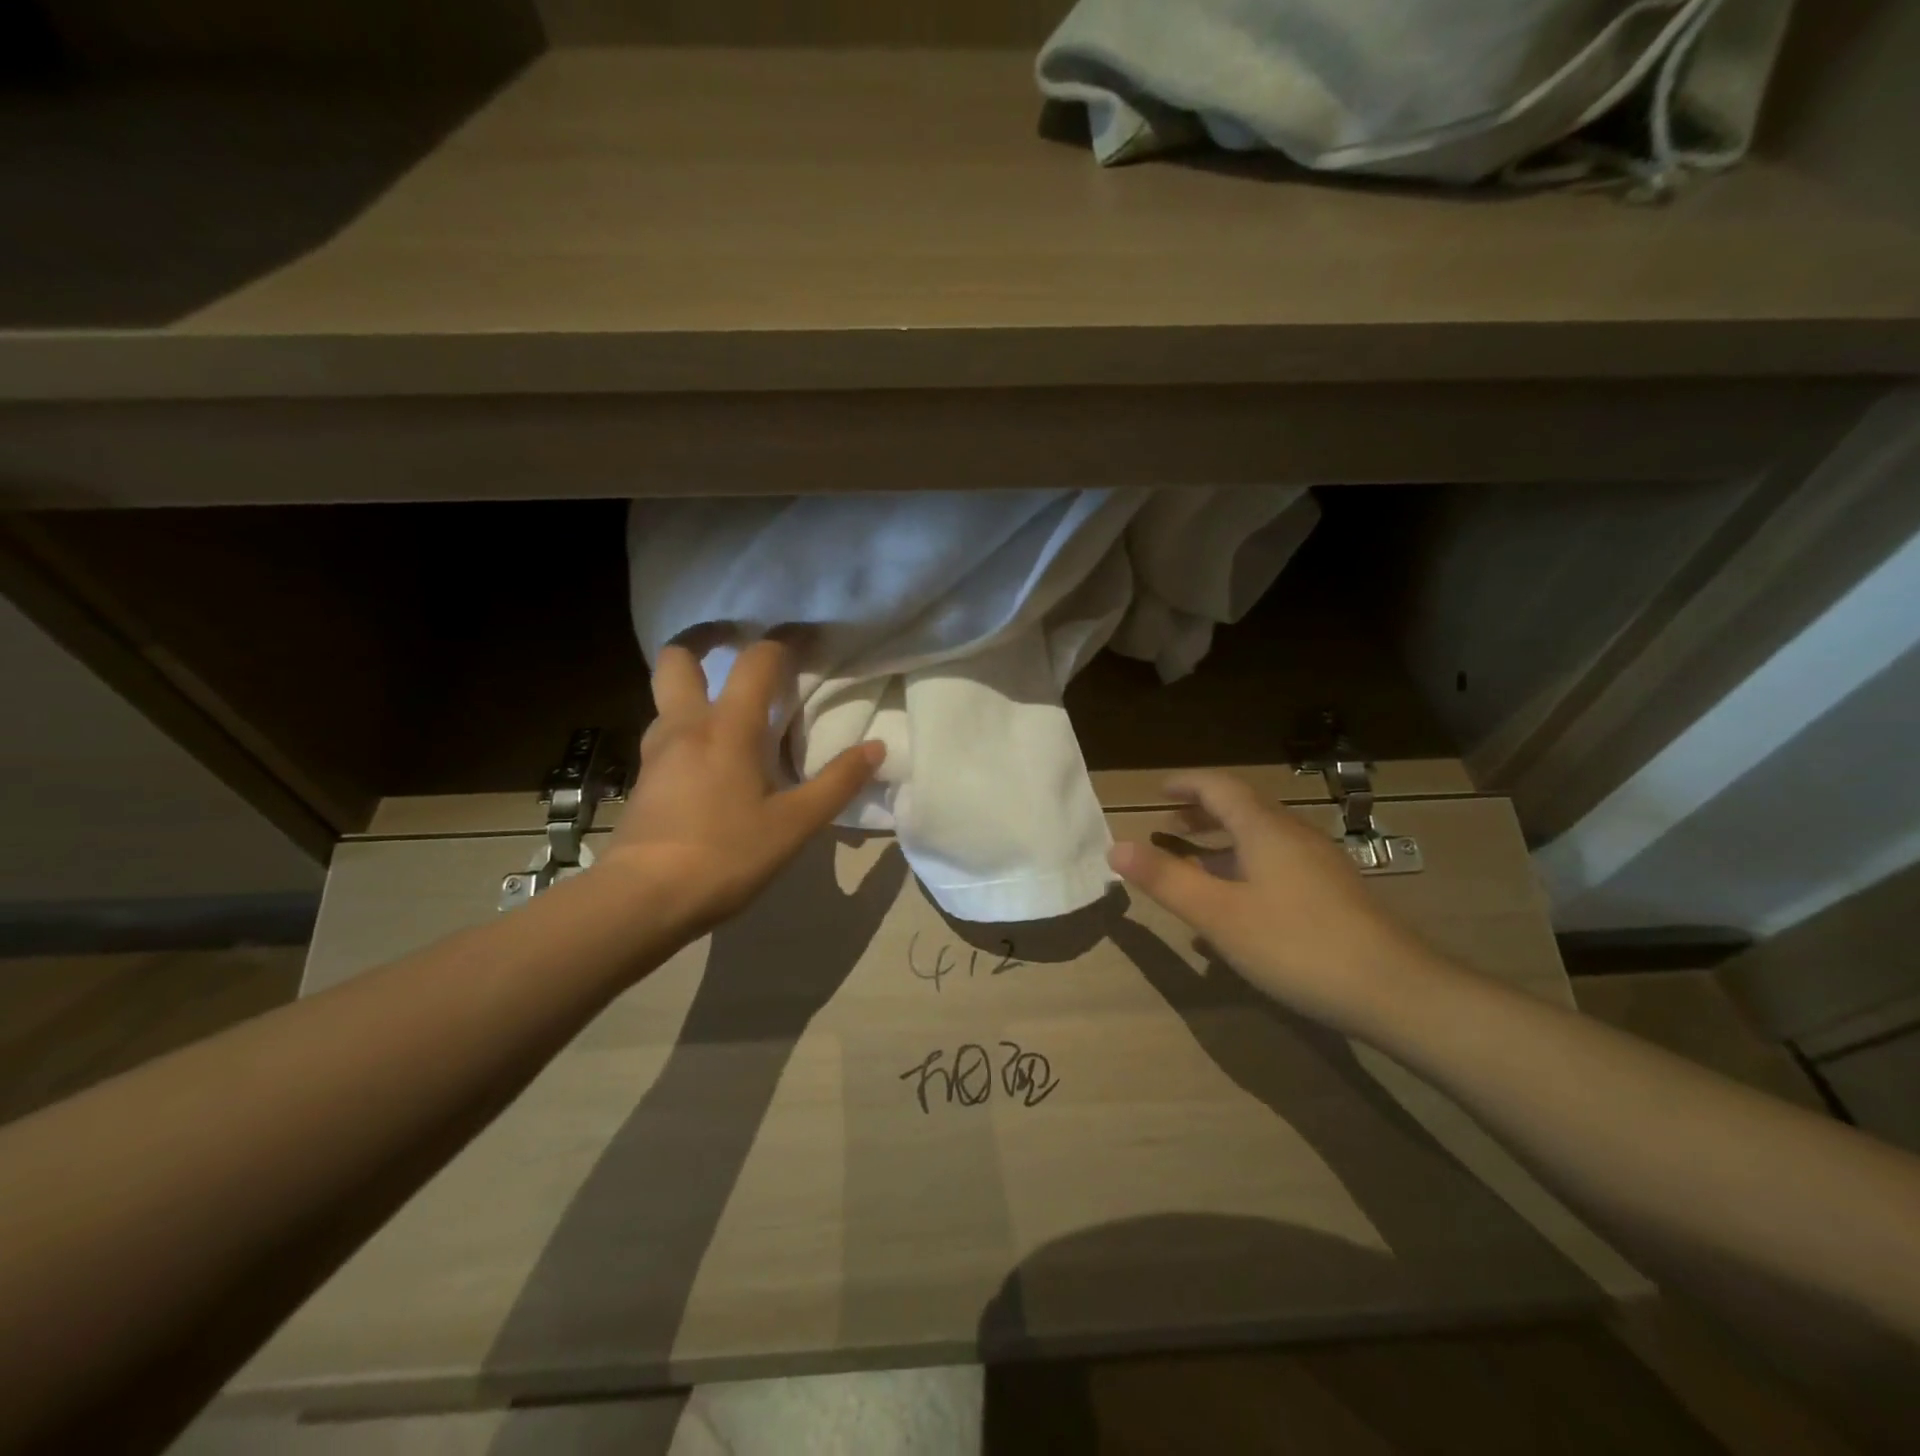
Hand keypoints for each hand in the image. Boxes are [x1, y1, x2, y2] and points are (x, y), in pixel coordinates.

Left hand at [599, 639, 883, 936]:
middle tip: (736, 642)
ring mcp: (656, 751)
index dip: (784, 641)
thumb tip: (875, 749)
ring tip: (732, 707)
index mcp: (727, 727)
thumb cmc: (725, 856)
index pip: (756, 661)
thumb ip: (837, 783)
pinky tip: (712, 756)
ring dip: (696, 686)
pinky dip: (689, 724)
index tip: (807, 636)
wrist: (642, 900)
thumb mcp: (794, 825)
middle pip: (678, 657)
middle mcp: (685, 725)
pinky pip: (667, 731)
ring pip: (667, 695)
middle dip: (706, 638)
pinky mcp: (643, 778)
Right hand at [1107, 771, 1440, 1033]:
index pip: (1220, 786)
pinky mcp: (1331, 894)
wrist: (1394, 990)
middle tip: (1167, 823)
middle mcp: (1293, 836)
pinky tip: (1236, 906)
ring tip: (1193, 861)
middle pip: (1242, 809)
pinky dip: (1244, 868)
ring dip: (1222, 842)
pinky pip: (1276, 865)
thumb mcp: (1219, 914)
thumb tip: (1115, 847)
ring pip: (1261, 839)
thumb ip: (1166, 879)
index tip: (1157, 791)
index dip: (1186, 783)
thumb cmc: (1296, 944)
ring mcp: (1318, 865)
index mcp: (1264, 829)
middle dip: (1201, 812)